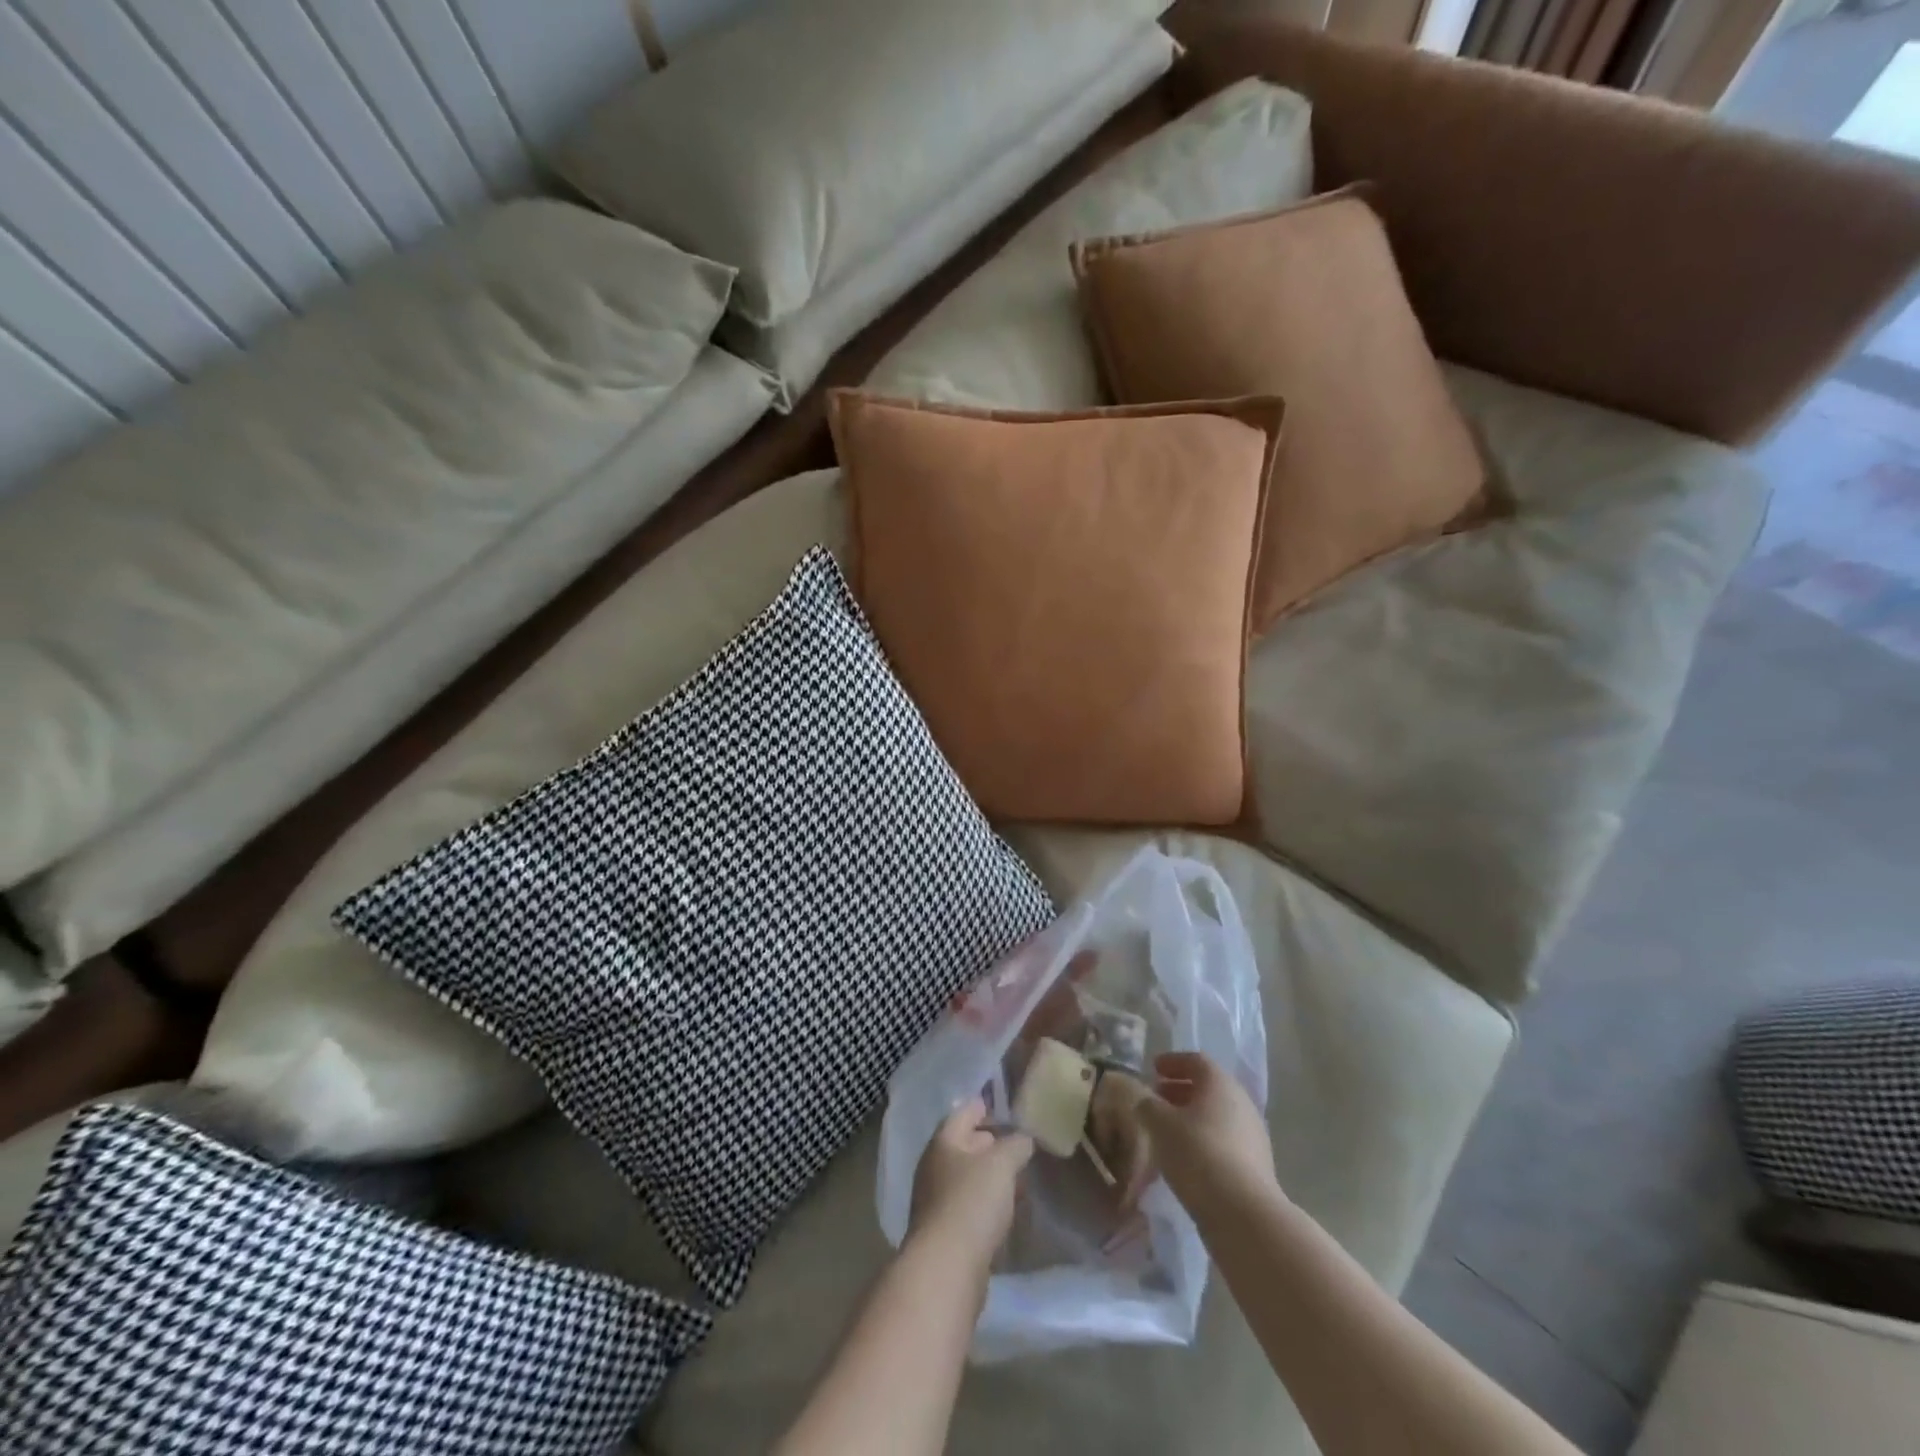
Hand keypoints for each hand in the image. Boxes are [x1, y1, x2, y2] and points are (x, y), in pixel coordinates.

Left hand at [908, 1098, 1033, 1272]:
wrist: (946, 1269)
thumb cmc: (972, 1202)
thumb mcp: (1002, 1163)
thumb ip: (1016, 1144)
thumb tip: (1023, 1139)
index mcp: (943, 1142)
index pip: (964, 1112)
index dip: (984, 1106)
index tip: (1005, 1105)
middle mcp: (934, 1167)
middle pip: (964, 1146)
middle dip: (991, 1143)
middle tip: (1018, 1143)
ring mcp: (937, 1201)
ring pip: (968, 1178)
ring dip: (991, 1176)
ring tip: (1019, 1178)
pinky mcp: (945, 1234)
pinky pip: (970, 1207)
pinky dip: (988, 1203)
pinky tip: (1007, 1212)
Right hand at [1134, 1051, 1276, 1212]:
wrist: (1244, 1215)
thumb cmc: (1198, 1154)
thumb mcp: (1160, 1124)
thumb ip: (1147, 1104)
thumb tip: (1143, 1099)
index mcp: (1220, 1084)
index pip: (1196, 1061)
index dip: (1173, 1062)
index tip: (1153, 1069)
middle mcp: (1241, 1103)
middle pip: (1208, 1088)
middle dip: (1180, 1091)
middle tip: (1156, 1098)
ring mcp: (1253, 1136)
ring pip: (1216, 1116)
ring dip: (1191, 1117)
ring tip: (1166, 1130)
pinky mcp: (1256, 1167)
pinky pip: (1224, 1141)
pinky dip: (1203, 1140)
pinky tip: (1185, 1158)